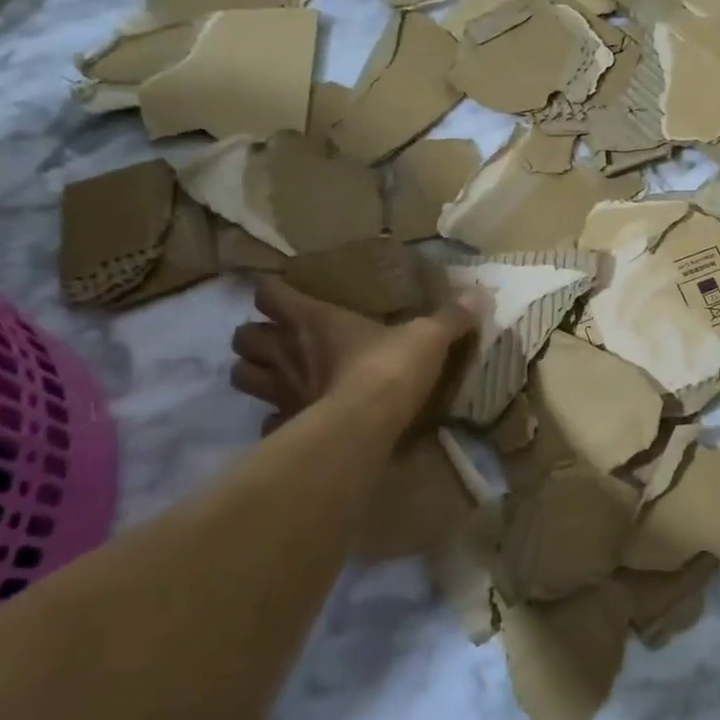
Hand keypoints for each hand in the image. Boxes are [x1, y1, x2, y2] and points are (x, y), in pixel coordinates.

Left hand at [230, 278, 478, 431]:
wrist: (368, 424)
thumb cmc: (390, 368)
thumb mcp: (428, 337)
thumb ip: (449, 317)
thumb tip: (479, 295)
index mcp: (313, 320)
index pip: (269, 294)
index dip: (272, 292)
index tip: (285, 295)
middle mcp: (287, 351)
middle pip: (242, 337)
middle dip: (255, 336)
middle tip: (279, 340)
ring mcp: (280, 391)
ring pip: (240, 376)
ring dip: (254, 373)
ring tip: (275, 375)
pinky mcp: (286, 426)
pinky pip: (267, 421)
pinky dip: (275, 419)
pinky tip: (294, 420)